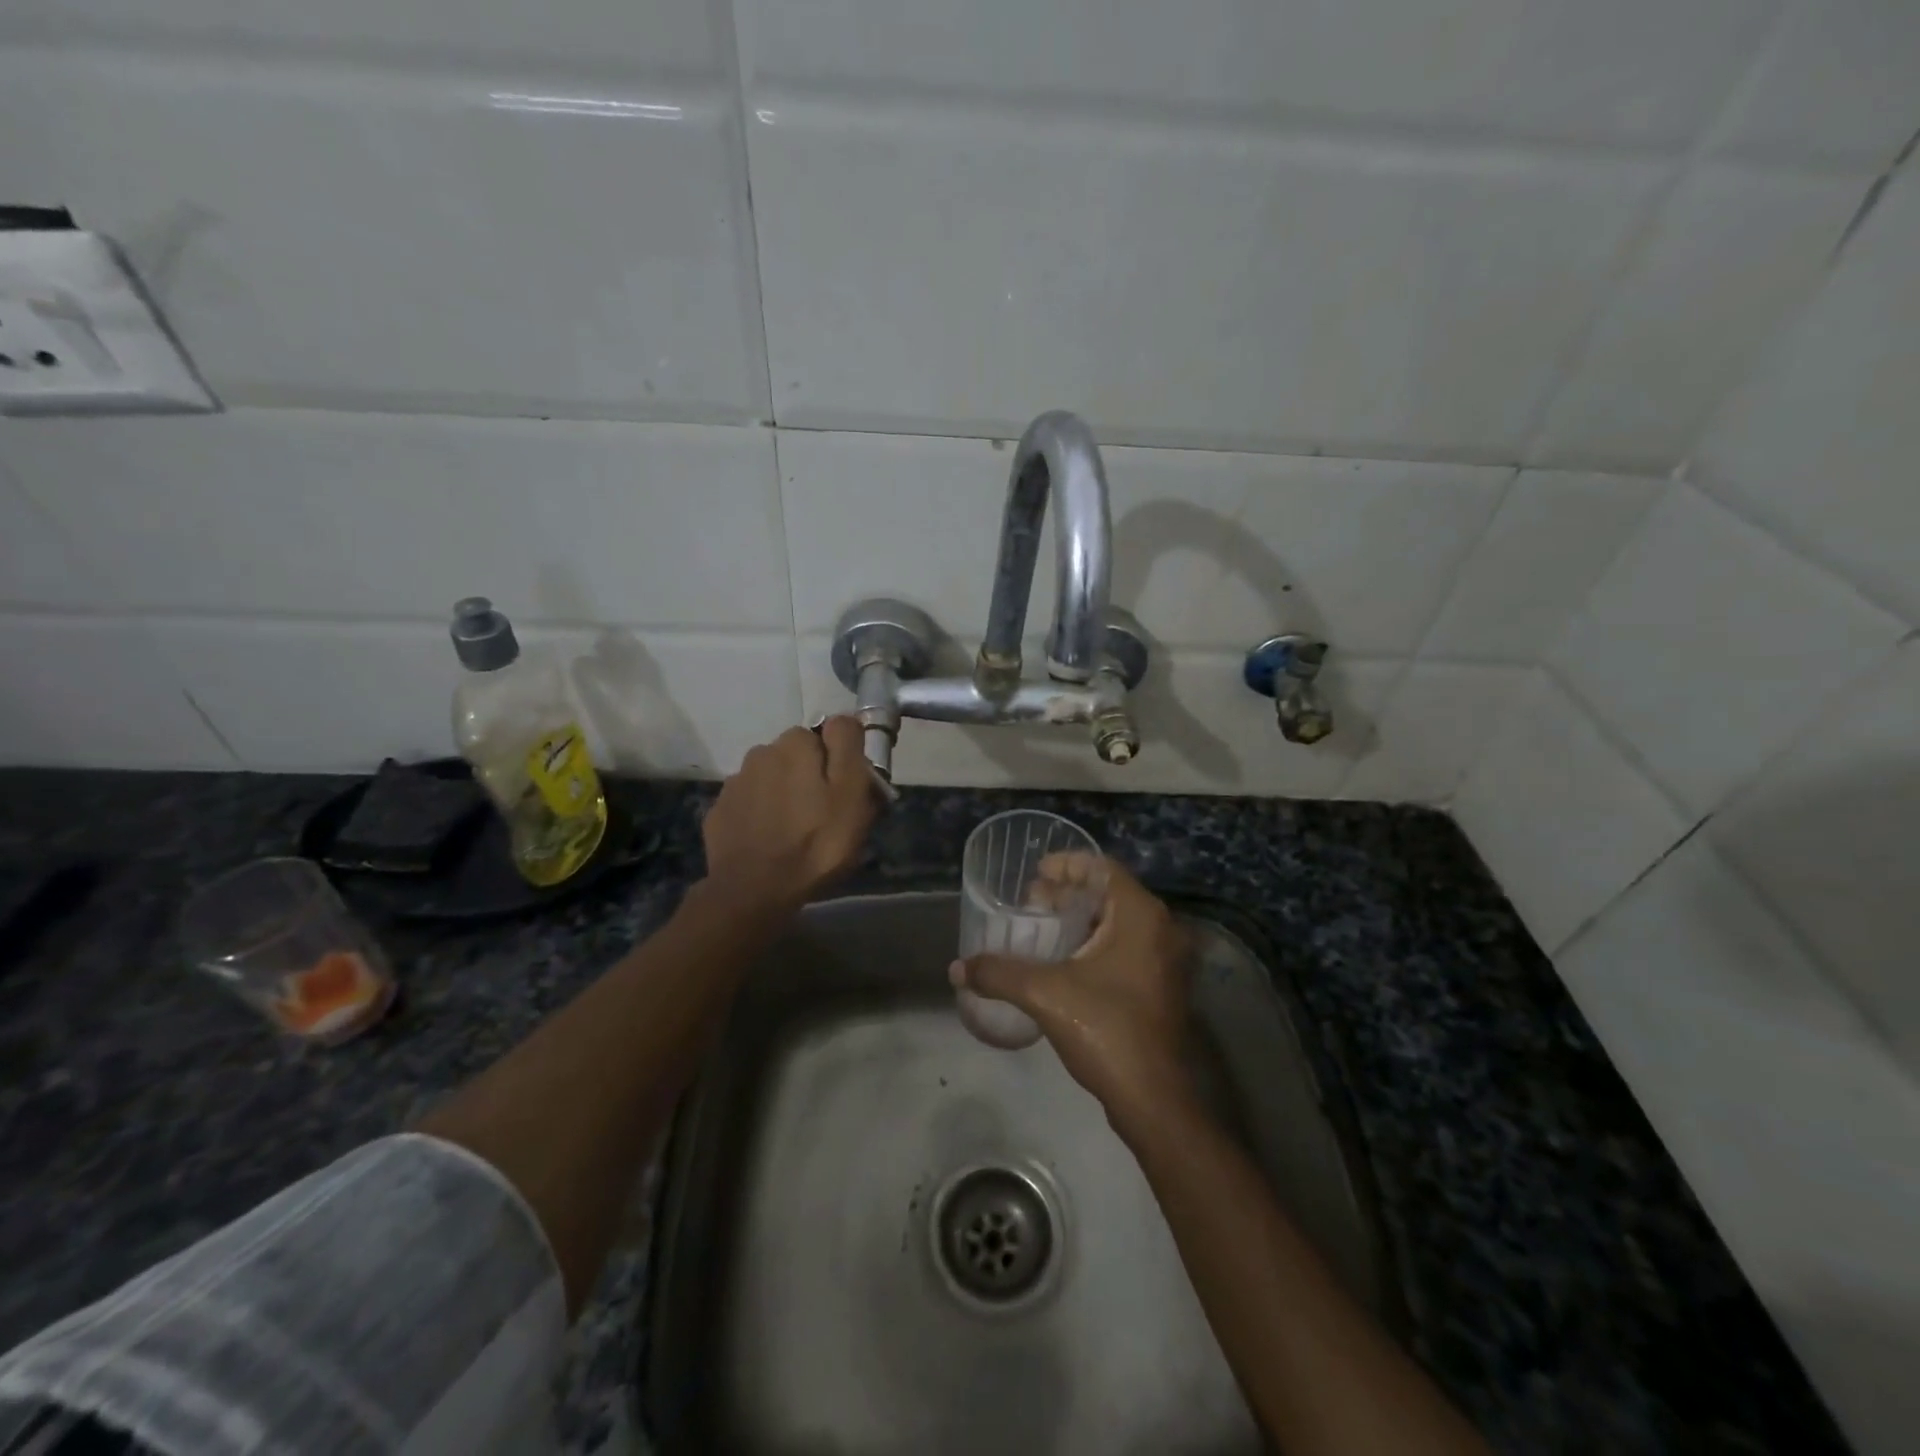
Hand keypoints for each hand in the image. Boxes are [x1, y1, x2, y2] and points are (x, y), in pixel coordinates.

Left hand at [702, 717, 878, 910]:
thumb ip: (848, 746)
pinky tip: (769, 840)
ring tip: (794, 830)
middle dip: (810, 776)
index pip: (827, 734)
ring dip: (784, 793)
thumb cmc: (816, 842)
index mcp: (796, 743)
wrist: (754, 890)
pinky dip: (761, 814)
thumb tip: (843, 719)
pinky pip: (750, 803)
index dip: (840, 762)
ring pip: (771, 778)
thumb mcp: (852, 793)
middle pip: (797, 756)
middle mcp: (762, 752)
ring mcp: (736, 782)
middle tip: (824, 814)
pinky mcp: (720, 810)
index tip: (846, 792)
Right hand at [952, 856, 1192, 1123]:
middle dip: (1068, 892)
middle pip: (1110, 893)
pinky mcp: (1161, 987)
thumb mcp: (1045, 994)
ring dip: (1081, 919)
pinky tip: (1064, 960)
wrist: (1153, 1099)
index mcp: (1141, 916)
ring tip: (1041, 926)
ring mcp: (1165, 960)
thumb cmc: (1106, 1030)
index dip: (1067, 864)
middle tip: (1030, 900)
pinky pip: (1126, 947)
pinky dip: (1095, 942)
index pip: (1103, 868)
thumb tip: (956, 968)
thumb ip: (999, 974)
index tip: (1035, 871)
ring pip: (1118, 922)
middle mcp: (1161, 929)